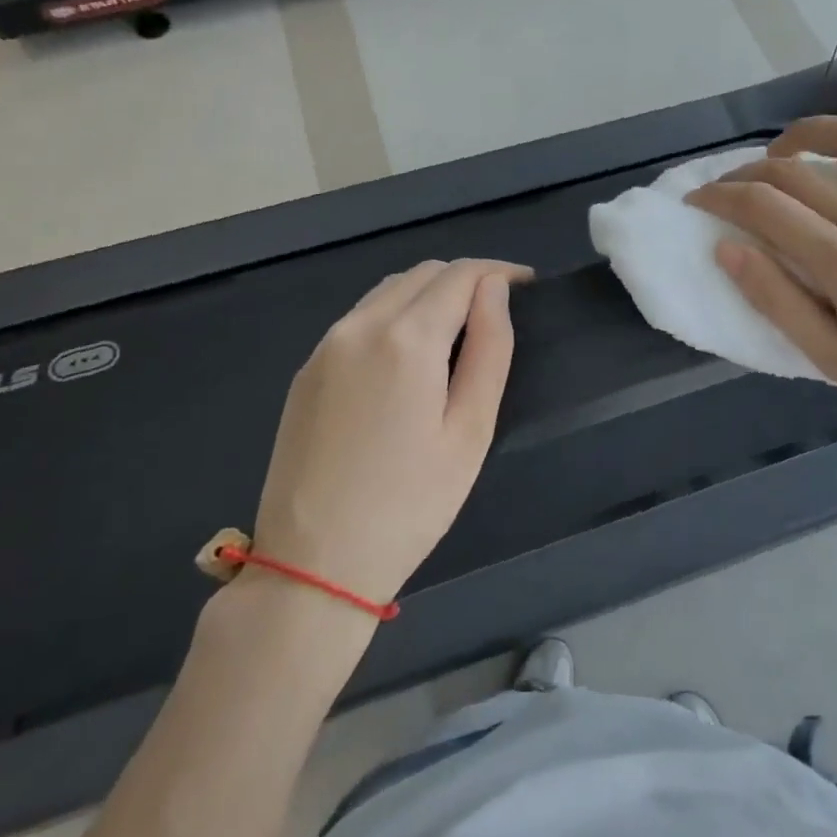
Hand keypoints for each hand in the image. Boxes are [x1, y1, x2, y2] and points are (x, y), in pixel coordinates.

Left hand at [250, 259, 530, 606]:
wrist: (312, 564)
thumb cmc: (410, 504)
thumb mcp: (470, 431)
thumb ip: (490, 350)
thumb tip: (495, 292)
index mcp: (406, 339)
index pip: (459, 275)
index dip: (498, 272)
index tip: (528, 285)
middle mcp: (360, 326)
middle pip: (422, 274)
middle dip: (466, 278)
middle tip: (499, 310)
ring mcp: (326, 346)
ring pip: (388, 290)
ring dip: (430, 293)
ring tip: (461, 327)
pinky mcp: (307, 370)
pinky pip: (361, 317)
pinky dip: (396, 314)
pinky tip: (412, 353)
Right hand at [686, 109, 836, 488]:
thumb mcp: (832, 360)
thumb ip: (776, 301)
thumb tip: (726, 249)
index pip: (765, 207)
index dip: (720, 197)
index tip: (697, 200)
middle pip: (798, 172)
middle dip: (747, 174)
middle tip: (727, 189)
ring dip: (808, 133)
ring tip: (783, 153)